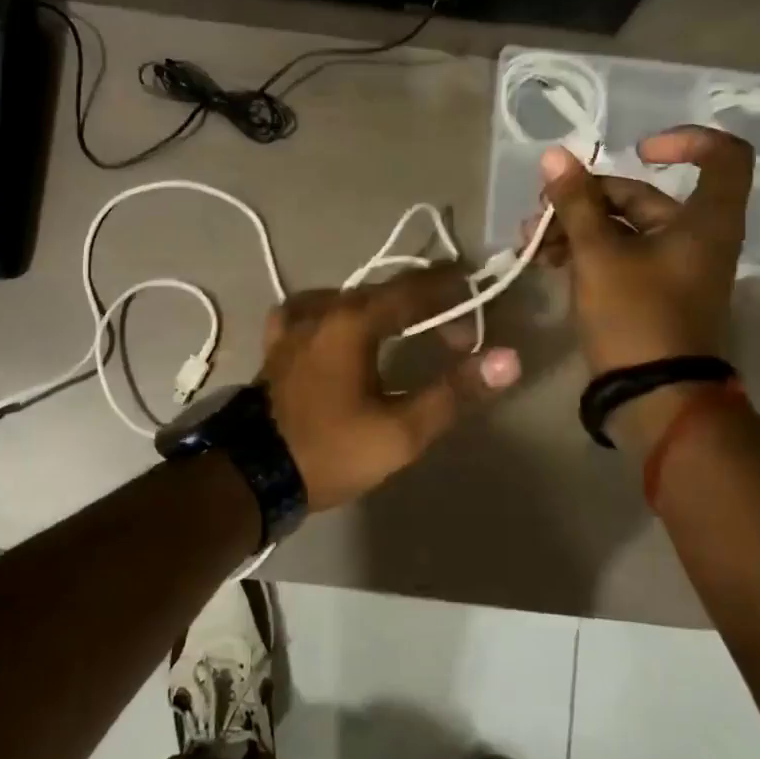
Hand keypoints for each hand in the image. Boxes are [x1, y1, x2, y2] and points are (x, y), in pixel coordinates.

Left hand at [258, 264, 521, 511]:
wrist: (252, 475)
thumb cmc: (330, 450)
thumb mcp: (401, 430)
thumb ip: (454, 392)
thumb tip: (507, 359)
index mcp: (353, 321)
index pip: (411, 289)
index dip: (447, 285)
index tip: (473, 283)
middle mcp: (322, 309)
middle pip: (382, 292)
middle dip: (422, 305)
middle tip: (453, 331)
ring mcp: (294, 324)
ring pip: (348, 299)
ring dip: (383, 308)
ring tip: (406, 329)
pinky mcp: (277, 343)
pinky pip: (314, 311)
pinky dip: (338, 313)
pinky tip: (341, 328)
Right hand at [530, 126, 753, 443]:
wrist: (652, 398)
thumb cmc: (635, 316)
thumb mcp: (598, 254)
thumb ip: (576, 202)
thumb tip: (554, 156)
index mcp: (704, 221)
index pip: (723, 155)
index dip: (684, 140)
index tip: (637, 150)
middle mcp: (695, 237)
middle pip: (644, 195)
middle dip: (587, 198)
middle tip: (540, 212)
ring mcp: (673, 267)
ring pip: (623, 227)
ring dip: (577, 226)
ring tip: (532, 241)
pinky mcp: (652, 292)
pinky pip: (620, 255)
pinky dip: (587, 251)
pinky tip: (547, 260)